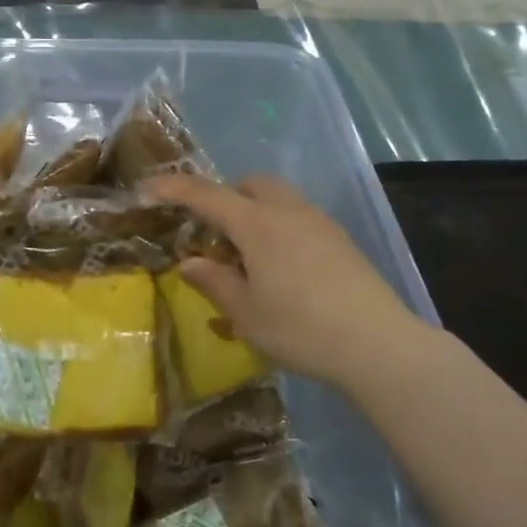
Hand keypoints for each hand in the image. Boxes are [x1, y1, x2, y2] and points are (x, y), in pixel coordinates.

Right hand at [144, 173, 430, 389]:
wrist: (376, 342)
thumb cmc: (300, 328)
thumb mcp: (246, 314)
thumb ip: (215, 282)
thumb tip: (189, 262)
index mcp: (257, 225)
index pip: (207, 196)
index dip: (175, 188)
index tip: (149, 187)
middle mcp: (288, 212)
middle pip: (250, 184)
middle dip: (226, 196)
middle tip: (214, 234)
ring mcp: (319, 222)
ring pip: (279, 198)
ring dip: (256, 211)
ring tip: (249, 256)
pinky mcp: (340, 239)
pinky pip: (299, 217)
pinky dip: (280, 227)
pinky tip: (284, 268)